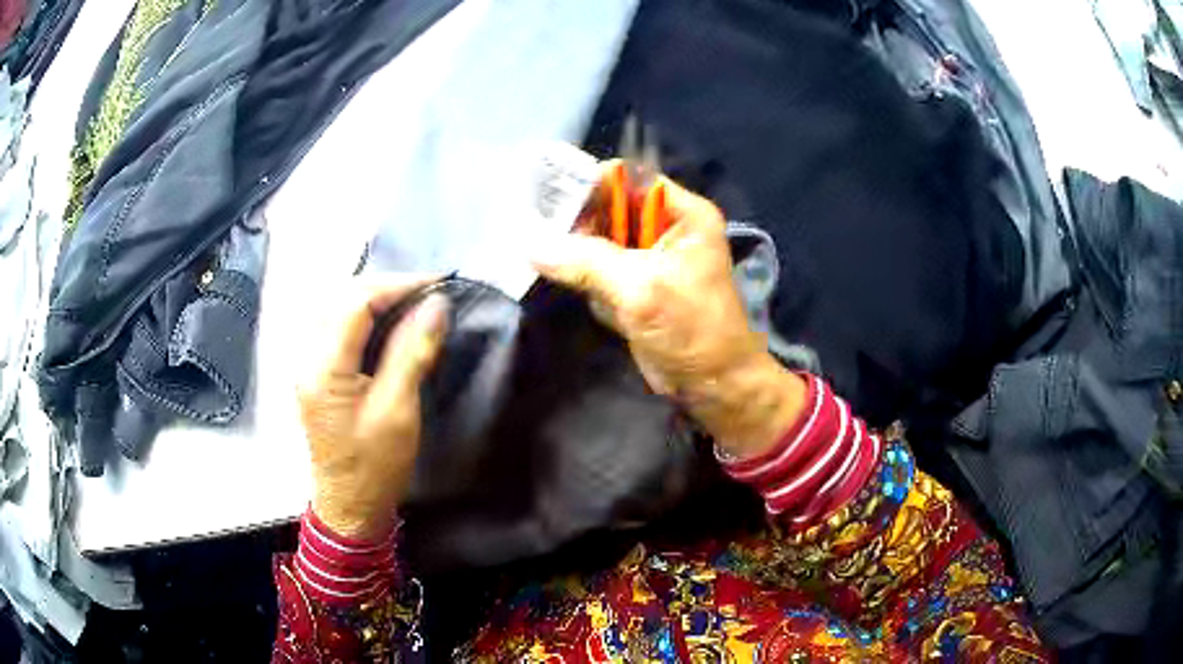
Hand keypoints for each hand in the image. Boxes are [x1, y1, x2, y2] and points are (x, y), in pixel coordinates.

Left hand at [297, 277, 448, 539]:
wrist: (350, 506)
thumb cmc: (375, 466)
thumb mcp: (398, 411)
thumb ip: (413, 352)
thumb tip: (436, 304)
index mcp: (324, 368)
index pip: (355, 302)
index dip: (397, 285)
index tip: (437, 283)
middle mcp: (308, 357)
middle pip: (341, 297)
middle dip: (385, 286)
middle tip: (427, 291)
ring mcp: (308, 364)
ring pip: (336, 308)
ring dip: (373, 297)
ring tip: (411, 300)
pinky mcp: (316, 373)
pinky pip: (336, 327)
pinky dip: (363, 315)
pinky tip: (387, 321)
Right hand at [532, 171, 805, 457]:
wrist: (713, 386)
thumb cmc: (692, 329)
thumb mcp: (641, 288)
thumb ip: (586, 261)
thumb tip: (531, 244)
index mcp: (682, 214)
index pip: (628, 180)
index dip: (590, 185)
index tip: (549, 200)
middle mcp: (665, 229)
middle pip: (609, 209)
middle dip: (578, 223)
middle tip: (541, 234)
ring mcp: (649, 259)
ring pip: (599, 241)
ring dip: (577, 253)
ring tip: (549, 260)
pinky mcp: (635, 287)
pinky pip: (599, 270)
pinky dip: (584, 278)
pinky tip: (577, 289)